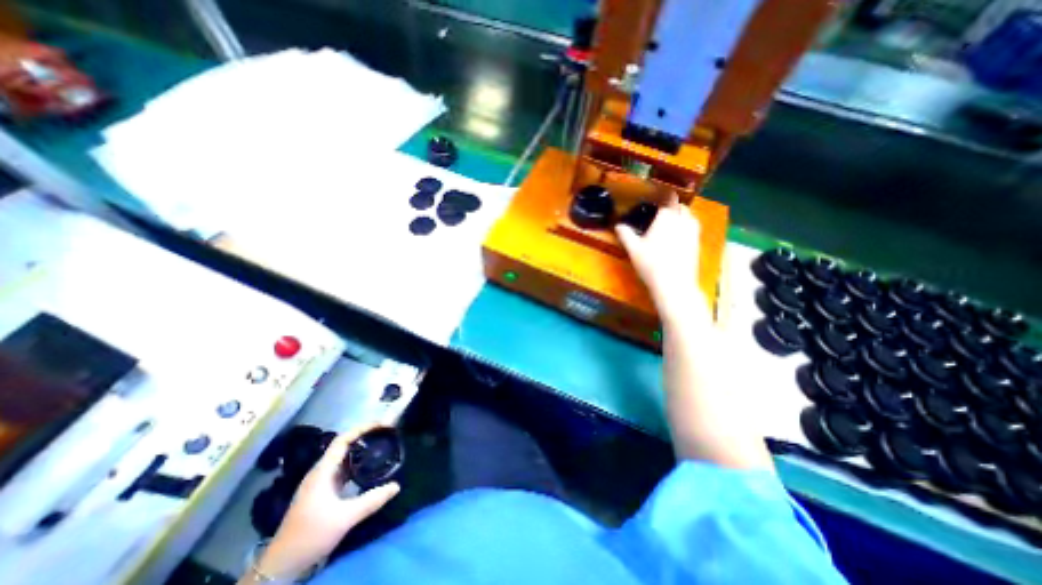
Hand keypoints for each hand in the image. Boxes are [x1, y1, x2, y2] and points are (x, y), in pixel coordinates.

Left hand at [252, 425, 399, 579]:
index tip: (380, 424)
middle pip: (343, 446)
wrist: (280, 566)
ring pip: (342, 458)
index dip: (361, 429)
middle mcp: (320, 472)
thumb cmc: (310, 535)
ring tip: (379, 445)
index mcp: (322, 472)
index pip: (342, 441)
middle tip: (384, 433)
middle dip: (363, 436)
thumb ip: (372, 500)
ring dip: (359, 449)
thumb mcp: (344, 518)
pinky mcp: (321, 493)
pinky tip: (367, 468)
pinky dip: (355, 463)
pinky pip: (341, 470)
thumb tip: (396, 485)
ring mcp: (319, 483)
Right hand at [613, 194, 704, 316]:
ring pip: (689, 216)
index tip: (652, 202)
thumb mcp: (633, 249)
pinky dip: (686, 227)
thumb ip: (625, 234)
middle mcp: (682, 220)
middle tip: (659, 214)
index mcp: (666, 217)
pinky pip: (693, 228)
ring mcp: (693, 232)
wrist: (674, 284)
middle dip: (671, 206)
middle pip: (679, 206)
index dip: (660, 199)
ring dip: (680, 215)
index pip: (666, 200)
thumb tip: (618, 225)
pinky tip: (677, 237)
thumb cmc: (651, 264)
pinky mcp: (697, 243)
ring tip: (669, 223)